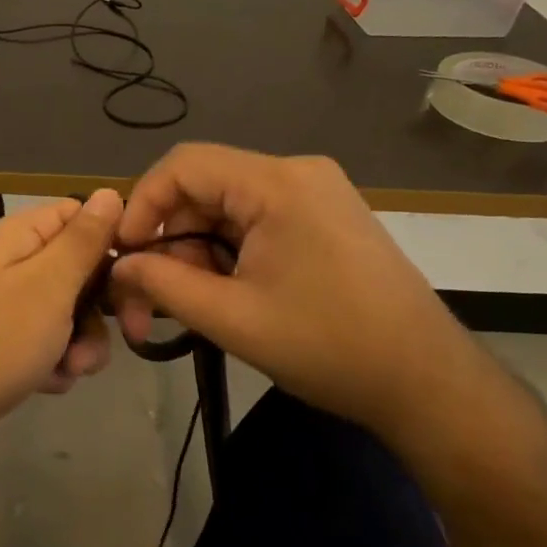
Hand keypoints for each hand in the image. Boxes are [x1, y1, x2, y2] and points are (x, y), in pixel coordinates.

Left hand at [0, 190, 123, 470]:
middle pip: (84, 269)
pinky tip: (46, 383)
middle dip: (103, 307)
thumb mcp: (49, 286)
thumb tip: (110, 191)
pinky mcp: (10, 346)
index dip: (113, 242)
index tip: (138, 274)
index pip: (82, 217)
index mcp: (22, 236)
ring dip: (83, 343)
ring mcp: (12, 307)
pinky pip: (53, 345)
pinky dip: (58, 364)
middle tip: (128, 333)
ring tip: (69, 368)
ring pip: (74, 314)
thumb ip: (83, 240)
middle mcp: (16, 264)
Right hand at [110, 144, 485, 448]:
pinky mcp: (323, 219)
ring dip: (195, 254)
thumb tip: (119, 266)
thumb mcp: (232, 318)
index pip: (183, 165)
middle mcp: (296, 173)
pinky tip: (220, 296)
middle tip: (145, 299)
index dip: (142, 204)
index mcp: (277, 183)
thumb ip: (163, 284)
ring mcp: (315, 195)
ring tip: (183, 307)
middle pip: (204, 189)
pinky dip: (226, 255)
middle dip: (168, 241)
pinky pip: (254, 223)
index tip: (124, 255)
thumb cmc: (329, 347)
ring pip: (225, 210)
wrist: (427, 382)